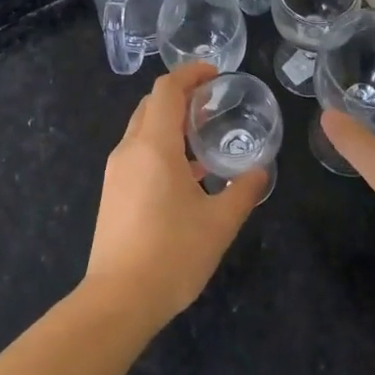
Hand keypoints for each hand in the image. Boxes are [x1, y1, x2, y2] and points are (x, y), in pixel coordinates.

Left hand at [84, 62, 268, 329]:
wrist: (118, 300)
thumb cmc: (172, 254)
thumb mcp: (219, 223)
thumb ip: (244, 192)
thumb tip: (261, 172)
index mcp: (154, 145)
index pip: (167, 90)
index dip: (191, 74)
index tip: (216, 74)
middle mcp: (129, 150)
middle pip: (151, 105)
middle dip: (182, 96)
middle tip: (214, 103)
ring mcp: (117, 172)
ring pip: (142, 130)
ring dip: (171, 124)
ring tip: (205, 137)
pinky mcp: (113, 193)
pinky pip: (138, 153)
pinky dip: (161, 147)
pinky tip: (188, 175)